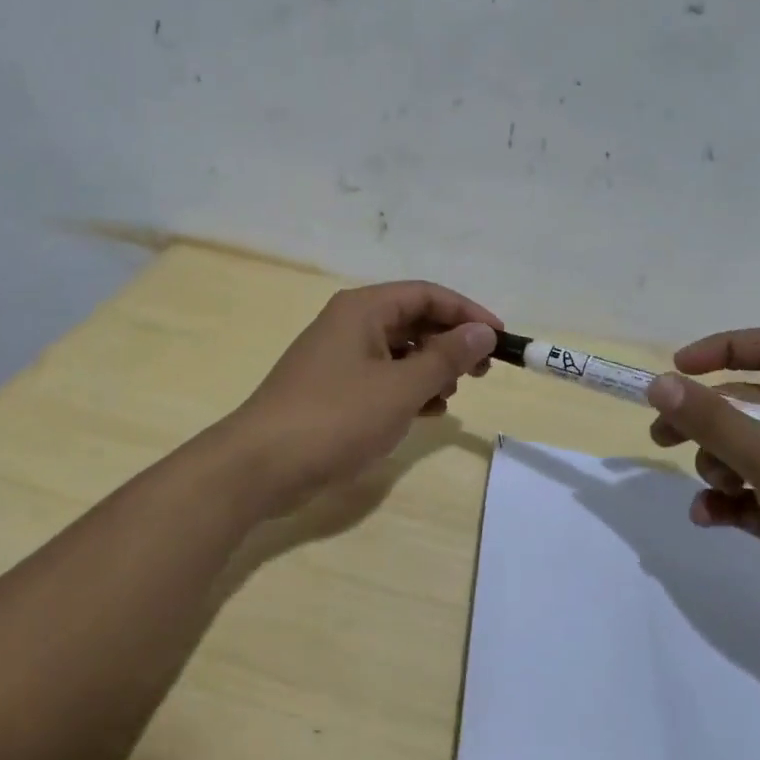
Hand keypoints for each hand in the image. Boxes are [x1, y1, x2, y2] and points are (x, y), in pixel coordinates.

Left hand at [222, 281, 500, 516]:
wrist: (261, 465)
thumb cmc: (336, 417)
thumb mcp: (400, 388)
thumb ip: (445, 358)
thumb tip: (482, 332)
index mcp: (363, 309)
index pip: (426, 294)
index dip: (467, 313)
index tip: (499, 339)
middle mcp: (349, 324)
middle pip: (412, 320)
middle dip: (450, 343)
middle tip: (481, 372)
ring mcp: (338, 358)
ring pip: (398, 352)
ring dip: (430, 369)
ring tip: (450, 396)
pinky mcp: (332, 390)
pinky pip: (381, 378)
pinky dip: (407, 390)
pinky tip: (425, 413)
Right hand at [644, 327, 759, 666]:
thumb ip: (715, 421)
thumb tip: (660, 384)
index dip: (721, 350)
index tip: (676, 371)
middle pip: (748, 402)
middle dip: (704, 420)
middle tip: (662, 436)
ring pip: (746, 450)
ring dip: (718, 465)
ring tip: (720, 489)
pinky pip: (753, 494)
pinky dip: (728, 501)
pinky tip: (710, 518)